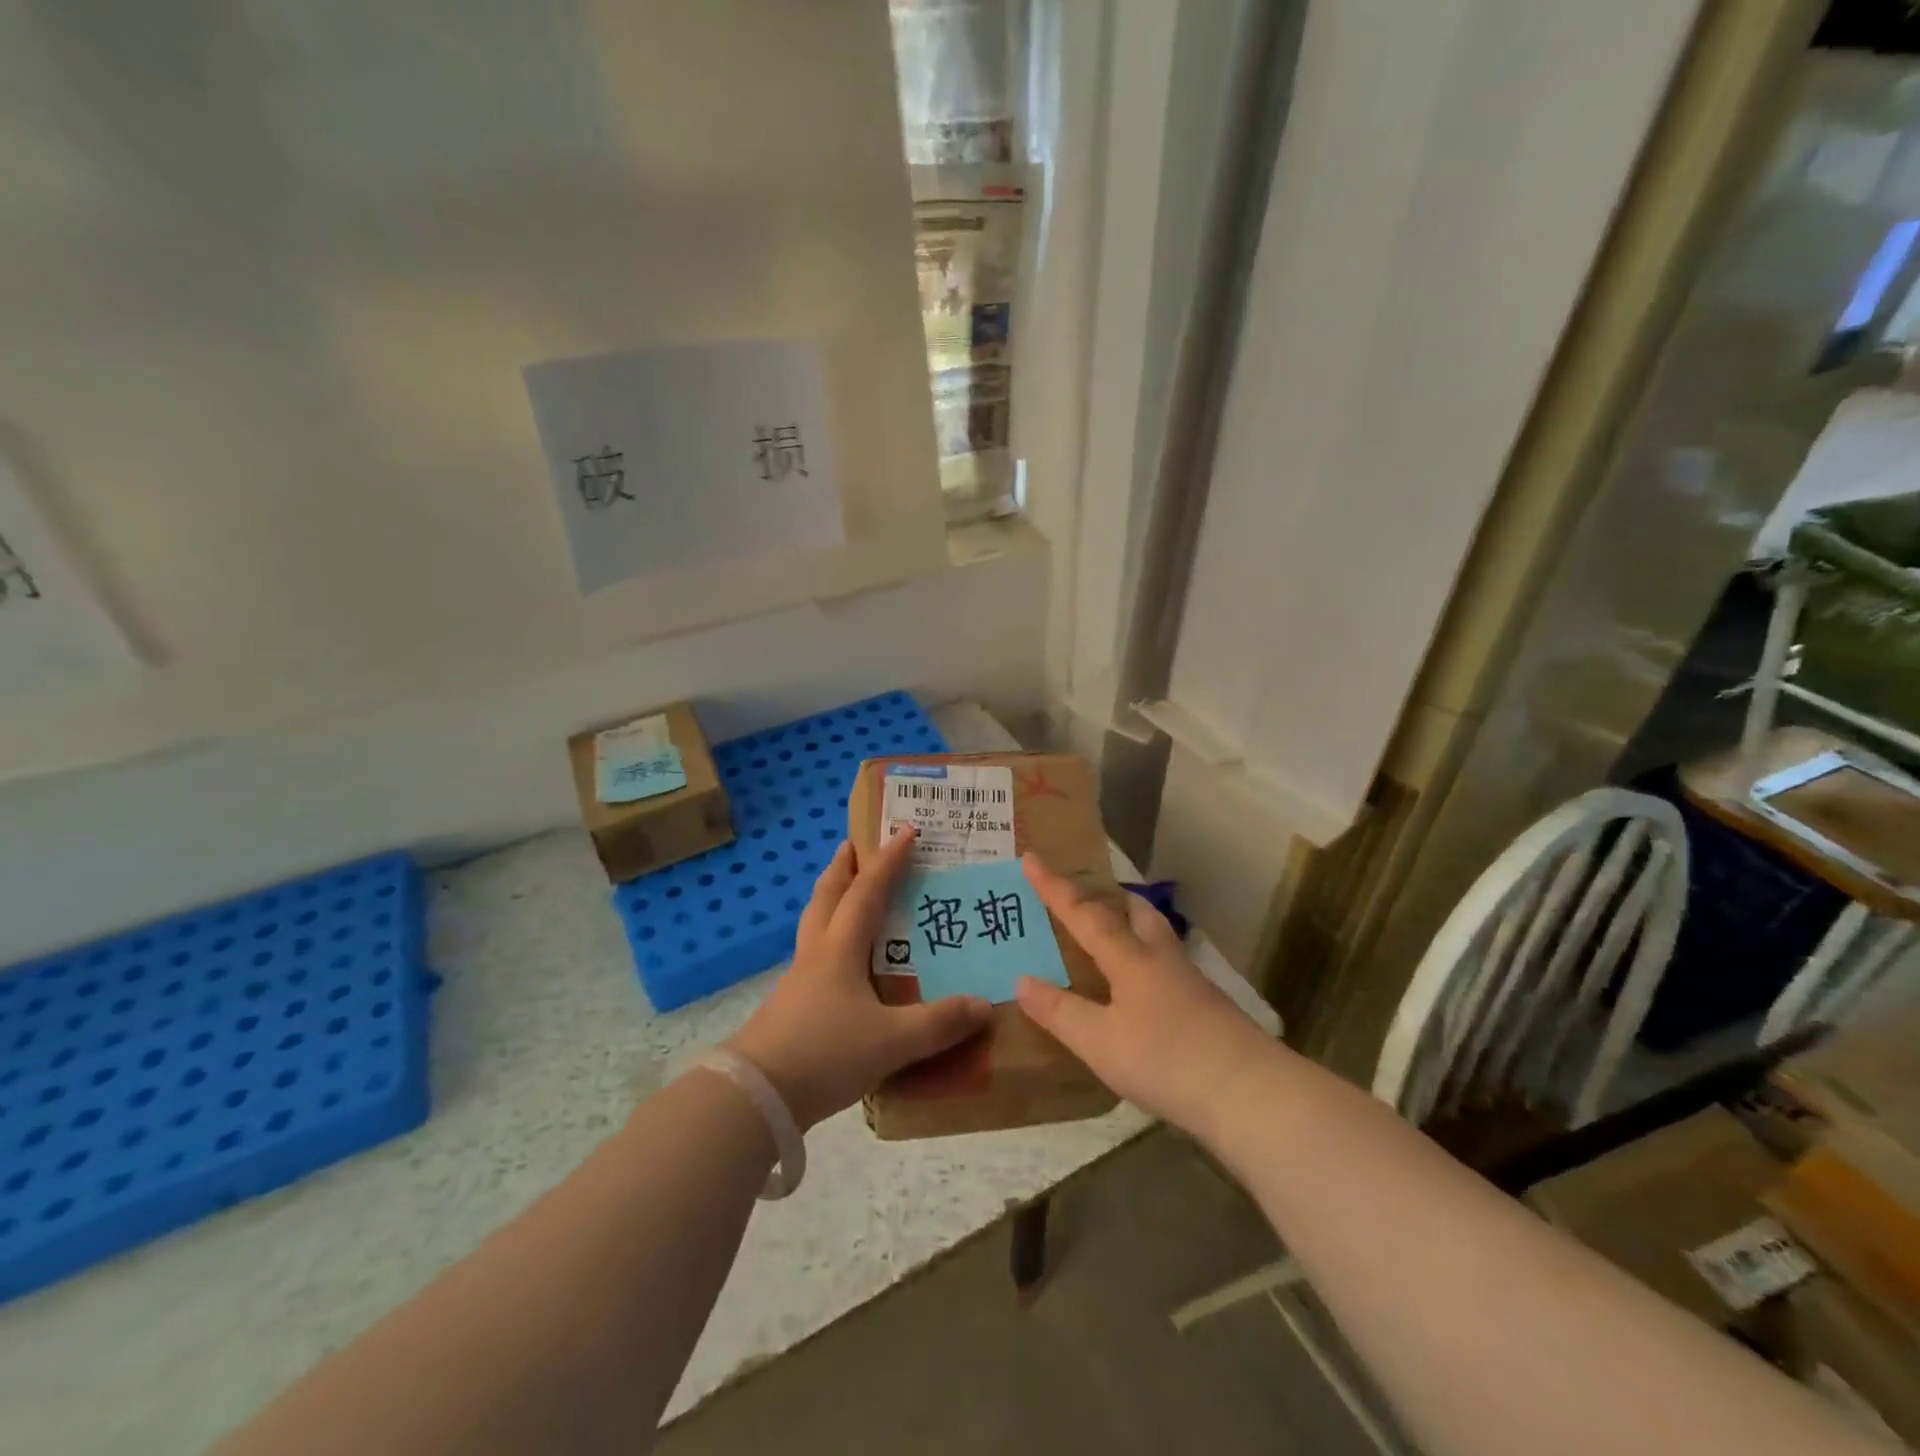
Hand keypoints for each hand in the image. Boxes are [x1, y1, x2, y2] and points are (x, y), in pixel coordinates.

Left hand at [727, 828, 992, 1129]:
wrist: (756, 1096)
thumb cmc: (826, 1052)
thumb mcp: (892, 1041)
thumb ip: (939, 1024)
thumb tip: (984, 1006)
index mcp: (841, 948)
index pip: (867, 891)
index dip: (888, 861)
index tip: (905, 832)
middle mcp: (817, 952)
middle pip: (827, 896)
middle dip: (843, 867)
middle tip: (854, 846)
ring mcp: (798, 979)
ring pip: (815, 923)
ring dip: (831, 899)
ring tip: (847, 893)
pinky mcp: (790, 1005)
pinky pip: (813, 955)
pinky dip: (828, 938)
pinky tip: (841, 962)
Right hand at [1015, 856, 1273, 1141]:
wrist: (1250, 1093)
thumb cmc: (1166, 1060)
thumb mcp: (1100, 1043)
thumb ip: (1060, 1011)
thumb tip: (1023, 981)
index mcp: (1130, 957)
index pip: (1083, 913)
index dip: (1054, 887)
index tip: (1031, 857)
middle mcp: (1160, 957)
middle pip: (1134, 910)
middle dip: (1106, 897)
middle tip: (1082, 897)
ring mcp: (1189, 980)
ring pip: (1154, 934)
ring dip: (1129, 924)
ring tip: (1108, 937)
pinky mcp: (1207, 1005)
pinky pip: (1165, 964)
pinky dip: (1144, 959)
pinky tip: (1139, 988)